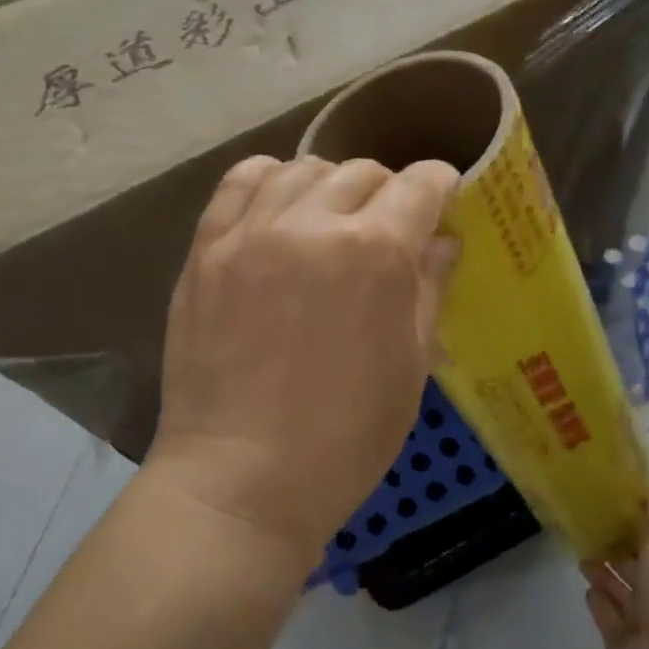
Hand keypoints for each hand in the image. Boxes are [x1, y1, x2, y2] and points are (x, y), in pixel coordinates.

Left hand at [148, 154, 459, 572]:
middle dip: (389, 193)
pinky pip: (240, 183)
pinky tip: (279, 209)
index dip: (441, 187)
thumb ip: (430, 288)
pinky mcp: (206, 249)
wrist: (241, 479)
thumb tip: (442, 239)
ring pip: (302, 169)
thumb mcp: (411, 366)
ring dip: (331, 185)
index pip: (420, 185)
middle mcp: (313, 223)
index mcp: (376, 252)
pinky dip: (270, 181)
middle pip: (363, 172)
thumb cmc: (346, 438)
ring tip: (332, 220)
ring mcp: (251, 232)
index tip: (442, 204)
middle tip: (389, 231)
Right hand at [582, 486, 648, 648]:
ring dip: (603, 575)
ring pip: (619, 592)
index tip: (612, 506)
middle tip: (588, 529)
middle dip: (616, 550)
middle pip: (635, 568)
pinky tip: (587, 589)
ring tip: (582, 555)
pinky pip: (607, 617)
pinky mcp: (621, 643)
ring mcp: (643, 622)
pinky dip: (599, 603)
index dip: (637, 526)